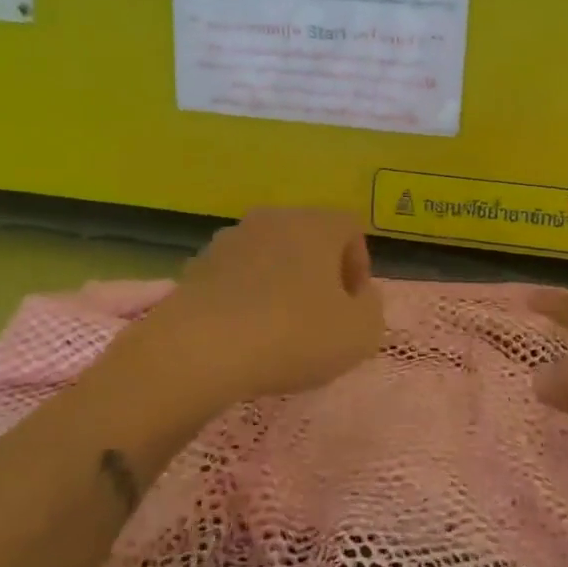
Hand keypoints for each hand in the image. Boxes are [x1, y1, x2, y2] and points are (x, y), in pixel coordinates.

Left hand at [120, 208, 385, 405]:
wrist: (203, 348)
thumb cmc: (295, 334)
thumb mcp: (360, 333)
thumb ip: (371, 308)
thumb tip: (358, 297)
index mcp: (316, 224)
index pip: (350, 228)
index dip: (359, 265)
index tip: (353, 304)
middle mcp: (273, 218)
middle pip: (307, 237)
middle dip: (318, 272)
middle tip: (321, 315)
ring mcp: (230, 239)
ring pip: (268, 255)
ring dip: (279, 282)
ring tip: (278, 327)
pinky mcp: (197, 265)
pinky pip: (234, 276)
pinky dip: (244, 296)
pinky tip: (243, 332)